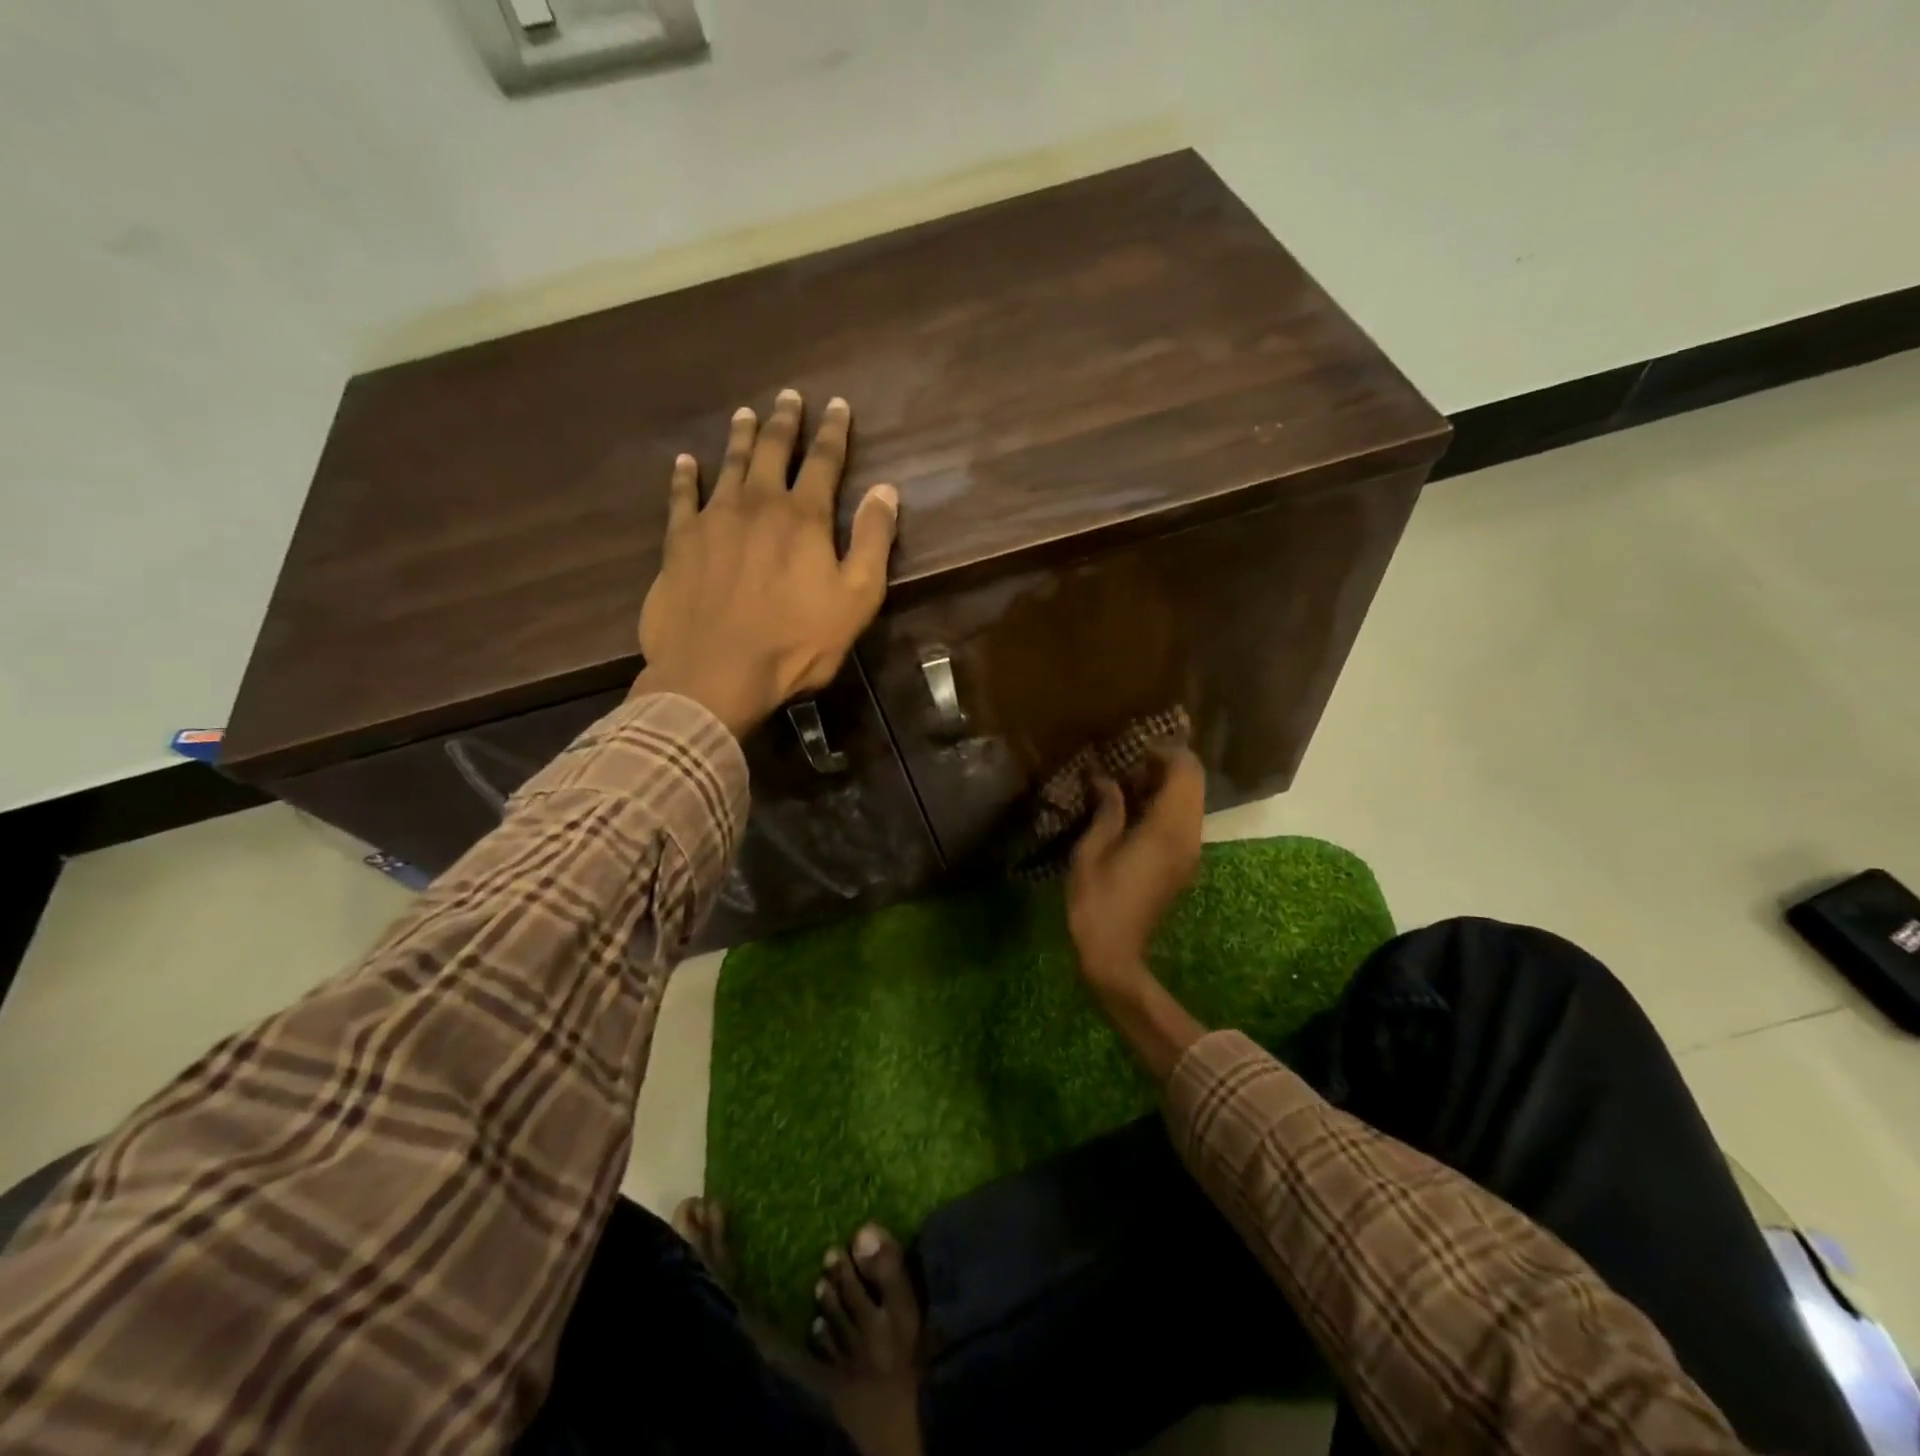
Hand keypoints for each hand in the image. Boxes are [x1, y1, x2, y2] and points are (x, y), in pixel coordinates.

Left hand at [636, 390, 899, 736]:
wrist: (716, 672)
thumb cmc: (796, 642)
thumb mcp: (856, 599)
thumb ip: (873, 542)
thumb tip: (886, 490)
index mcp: (804, 518)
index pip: (825, 463)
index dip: (834, 433)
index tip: (838, 405)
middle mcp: (758, 505)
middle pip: (774, 452)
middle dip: (786, 422)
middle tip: (790, 396)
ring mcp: (714, 519)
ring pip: (730, 465)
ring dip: (741, 437)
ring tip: (746, 413)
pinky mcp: (679, 542)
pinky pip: (682, 497)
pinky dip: (685, 476)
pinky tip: (686, 461)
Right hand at [1066, 746, 1205, 992]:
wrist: (1115, 954)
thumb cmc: (1096, 902)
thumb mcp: (1091, 851)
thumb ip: (1107, 810)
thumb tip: (1107, 779)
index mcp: (1166, 830)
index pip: (1185, 773)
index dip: (1166, 751)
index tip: (1134, 746)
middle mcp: (1188, 837)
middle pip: (1194, 784)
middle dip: (1168, 764)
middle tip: (1129, 759)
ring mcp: (1190, 852)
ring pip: (1192, 802)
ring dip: (1167, 784)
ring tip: (1127, 779)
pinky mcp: (1184, 863)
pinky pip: (1184, 820)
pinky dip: (1166, 803)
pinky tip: (1134, 806)